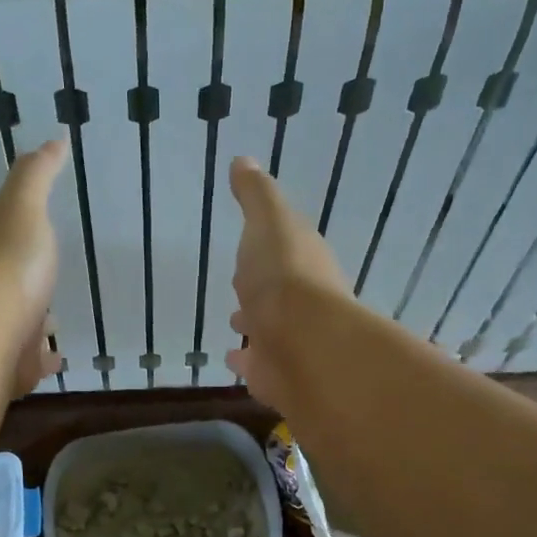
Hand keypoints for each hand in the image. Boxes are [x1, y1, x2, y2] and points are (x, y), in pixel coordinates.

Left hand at [0, 139, 68, 396]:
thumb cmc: (10, 259)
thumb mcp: (25, 205)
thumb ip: (37, 175)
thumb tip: (53, 140)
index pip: (5, 244)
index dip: (19, 240)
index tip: (34, 238)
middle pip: (12, 291)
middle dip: (28, 291)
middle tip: (45, 288)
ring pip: (18, 330)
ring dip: (33, 328)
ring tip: (54, 329)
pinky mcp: (10, 369)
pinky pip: (27, 366)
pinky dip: (42, 363)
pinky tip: (56, 362)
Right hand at [226, 156, 348, 409]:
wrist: (301, 342)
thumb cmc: (284, 274)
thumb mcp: (269, 220)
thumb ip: (256, 194)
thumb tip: (243, 160)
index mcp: (304, 264)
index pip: (287, 253)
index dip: (269, 251)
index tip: (251, 249)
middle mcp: (303, 304)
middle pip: (278, 294)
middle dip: (260, 290)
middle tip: (241, 289)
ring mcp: (291, 342)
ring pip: (269, 331)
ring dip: (254, 325)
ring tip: (235, 324)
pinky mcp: (278, 376)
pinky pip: (259, 367)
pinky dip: (246, 362)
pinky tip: (233, 362)